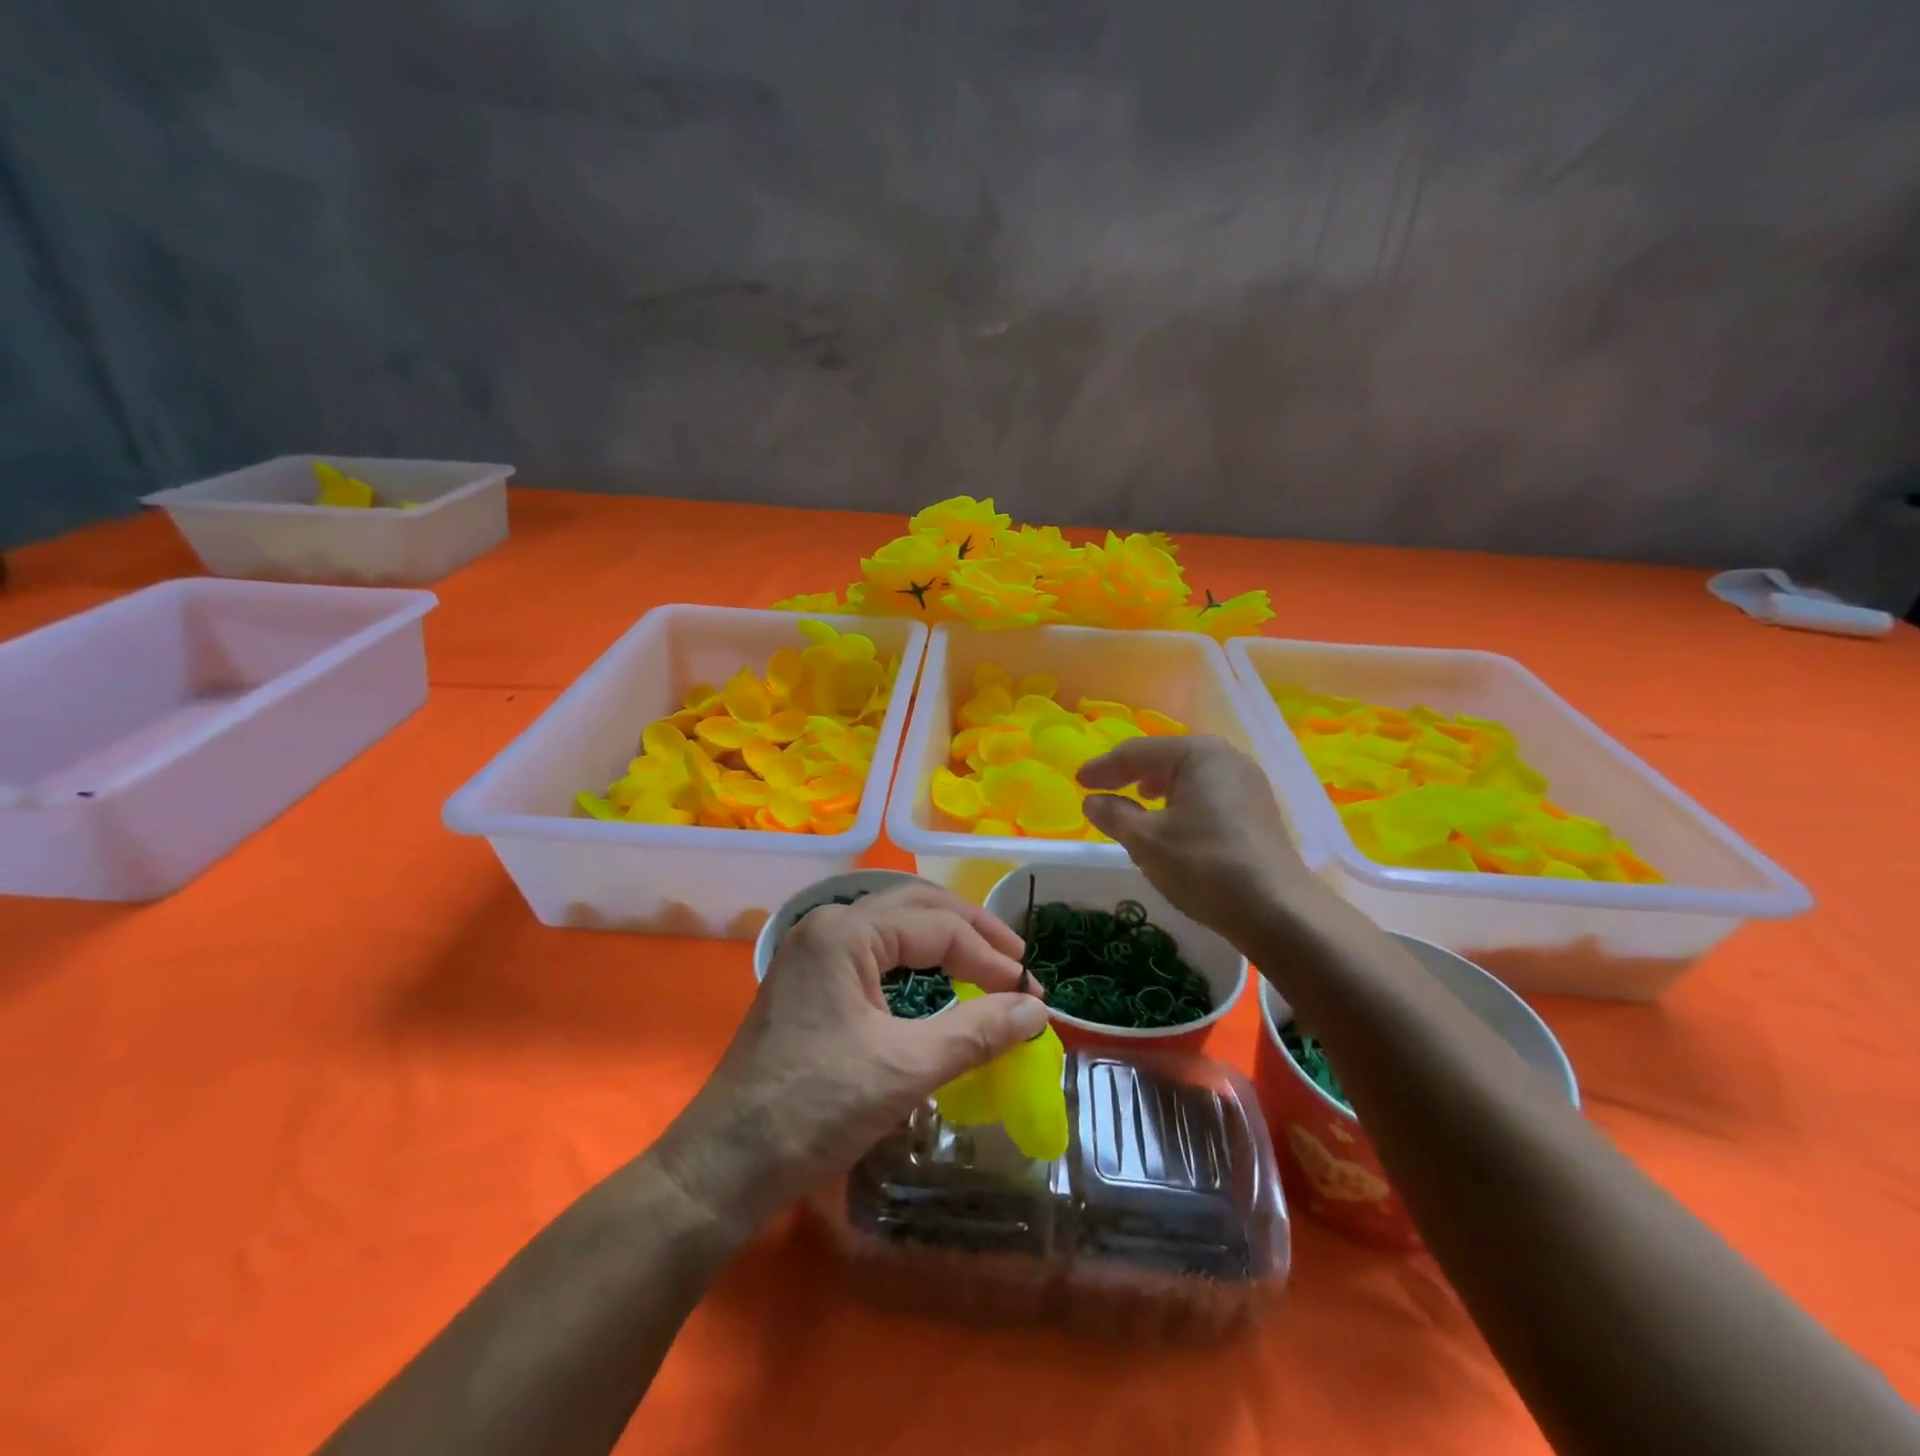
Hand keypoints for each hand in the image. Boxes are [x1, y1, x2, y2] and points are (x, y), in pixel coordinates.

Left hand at [655, 883, 1048, 1231]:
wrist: (723, 1167)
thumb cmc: (813, 1109)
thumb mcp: (904, 1068)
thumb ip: (976, 1032)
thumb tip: (1037, 1010)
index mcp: (845, 932)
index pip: (938, 927)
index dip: (991, 957)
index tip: (1032, 995)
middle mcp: (827, 926)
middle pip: (916, 908)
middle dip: (971, 930)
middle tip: (1016, 962)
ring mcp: (814, 953)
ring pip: (895, 927)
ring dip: (943, 941)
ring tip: (986, 964)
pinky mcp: (810, 983)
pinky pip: (876, 954)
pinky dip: (915, 962)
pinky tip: (936, 982)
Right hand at [1078, 735, 1316, 945]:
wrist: (1276, 909)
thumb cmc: (1202, 864)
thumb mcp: (1145, 840)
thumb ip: (1114, 814)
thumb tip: (1092, 801)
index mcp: (1197, 753)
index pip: (1137, 752)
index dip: (1103, 768)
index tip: (1078, 782)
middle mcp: (1226, 757)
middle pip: (1166, 757)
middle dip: (1131, 773)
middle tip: (1101, 788)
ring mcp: (1248, 782)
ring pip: (1189, 775)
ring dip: (1157, 785)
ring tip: (1135, 799)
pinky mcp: (1257, 808)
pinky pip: (1208, 792)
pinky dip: (1182, 800)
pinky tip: (1172, 819)